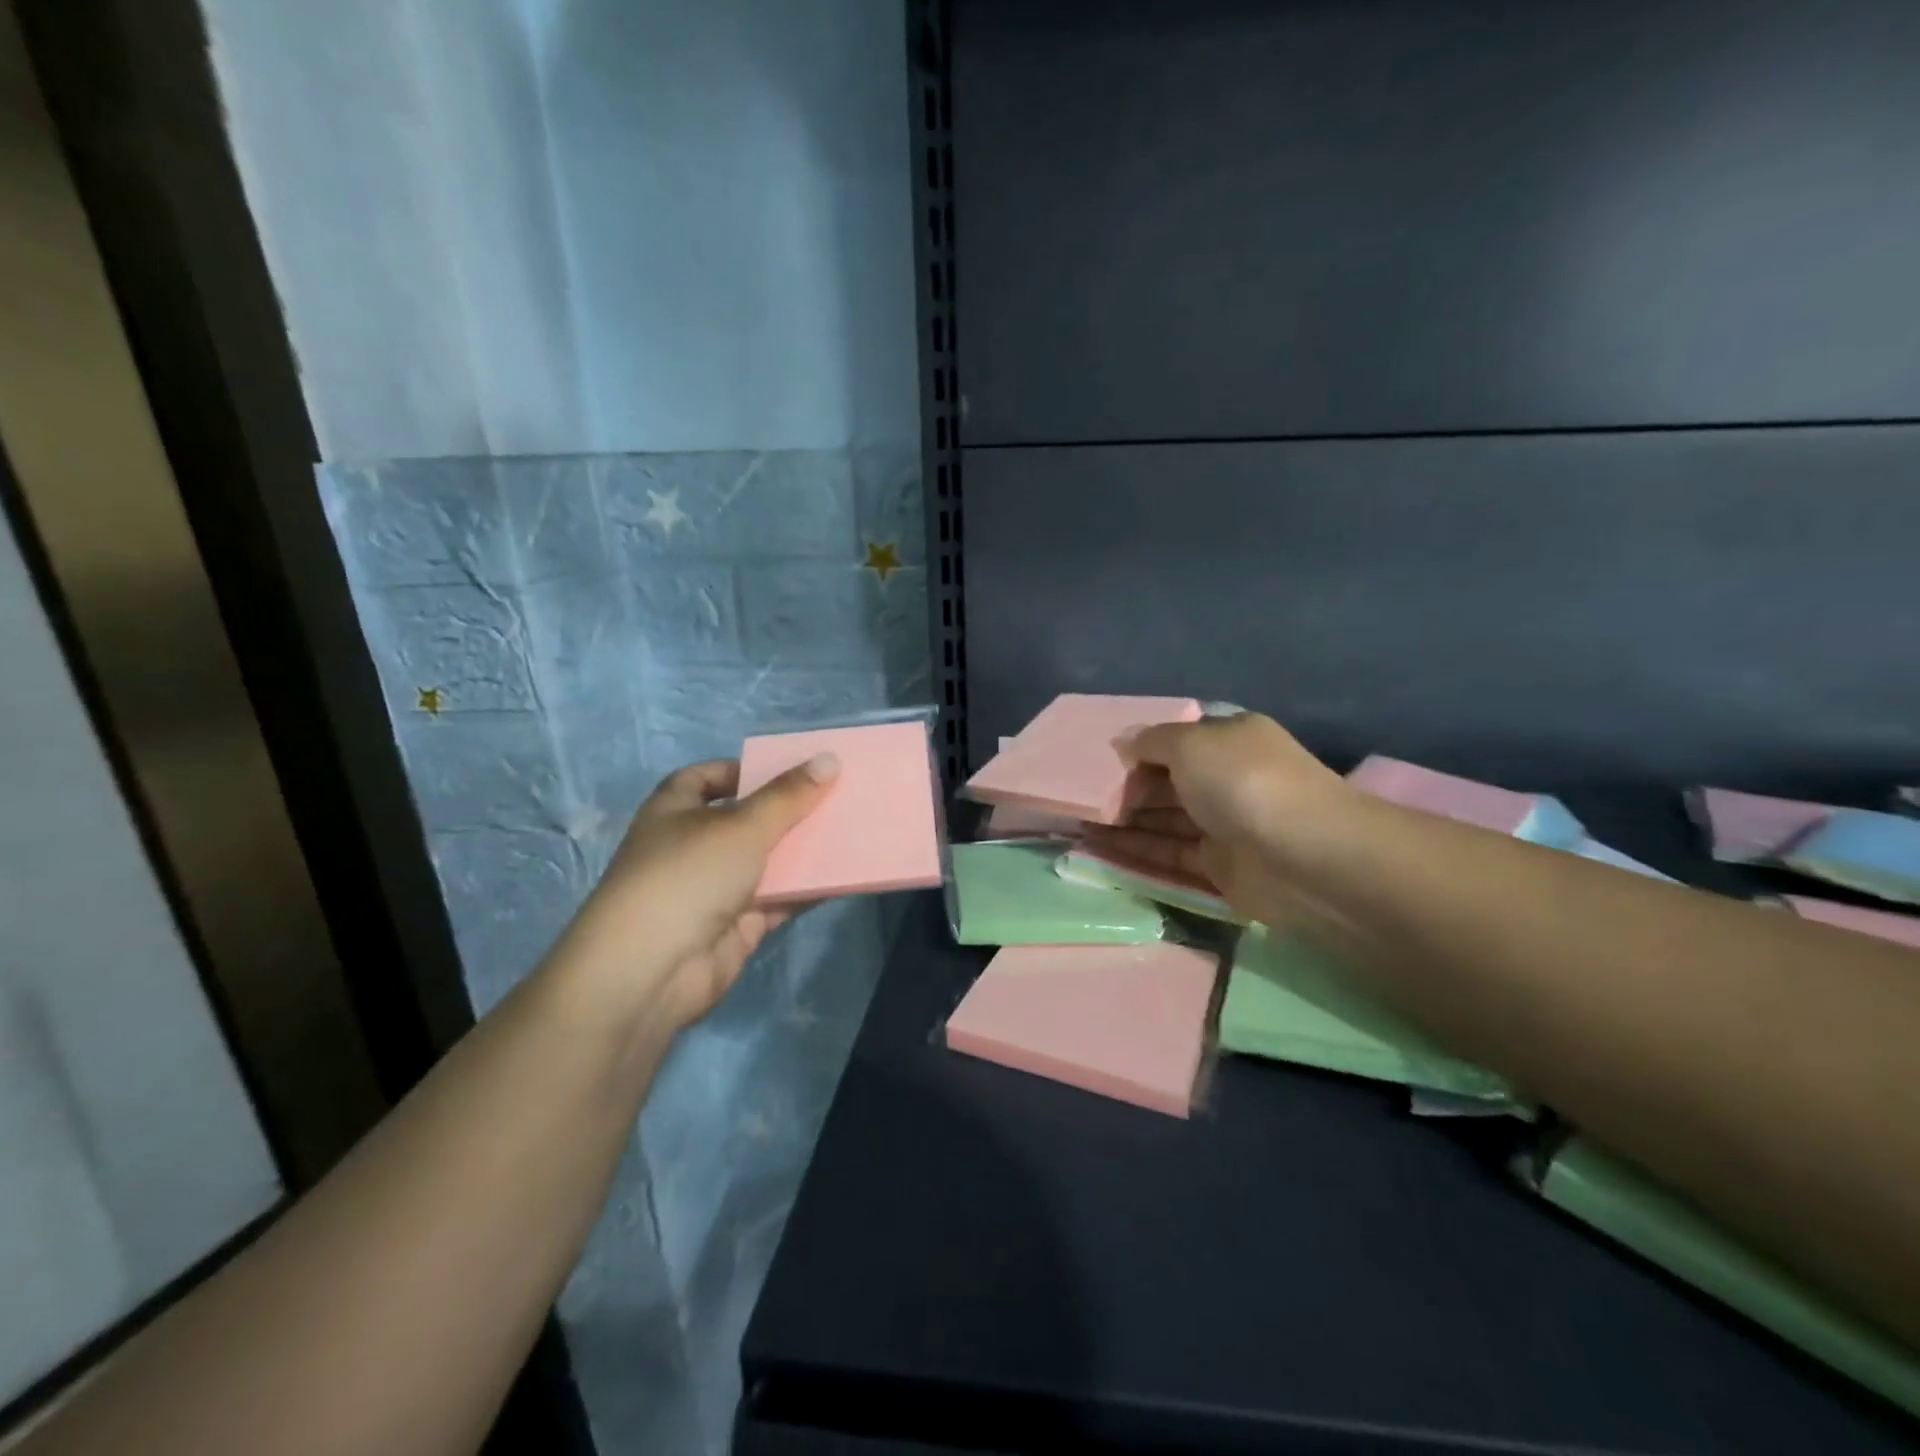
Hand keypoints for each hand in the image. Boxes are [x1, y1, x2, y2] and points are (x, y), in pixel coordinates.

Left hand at [552, 755, 840, 1030]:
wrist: (652, 971)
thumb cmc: (688, 875)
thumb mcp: (743, 825)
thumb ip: (789, 795)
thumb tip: (829, 759)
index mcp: (675, 809)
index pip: (707, 777)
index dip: (743, 771)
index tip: (788, 769)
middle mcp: (692, 845)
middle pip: (746, 819)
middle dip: (787, 811)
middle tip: (837, 796)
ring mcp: (714, 889)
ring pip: (766, 861)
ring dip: (801, 851)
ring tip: (849, 830)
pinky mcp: (735, 925)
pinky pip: (778, 899)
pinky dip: (805, 889)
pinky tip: (843, 875)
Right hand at [1085, 713, 1351, 929]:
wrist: (1307, 857)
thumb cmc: (1244, 782)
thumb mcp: (1191, 743)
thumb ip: (1151, 741)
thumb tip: (1123, 741)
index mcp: (1229, 739)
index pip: (1175, 740)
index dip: (1137, 748)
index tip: (1096, 759)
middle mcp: (1228, 778)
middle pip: (1166, 781)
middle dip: (1124, 788)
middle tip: (1077, 796)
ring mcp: (1225, 825)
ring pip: (1165, 820)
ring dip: (1124, 821)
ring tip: (1076, 823)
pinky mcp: (1221, 868)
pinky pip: (1170, 855)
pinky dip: (1137, 851)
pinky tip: (1097, 849)